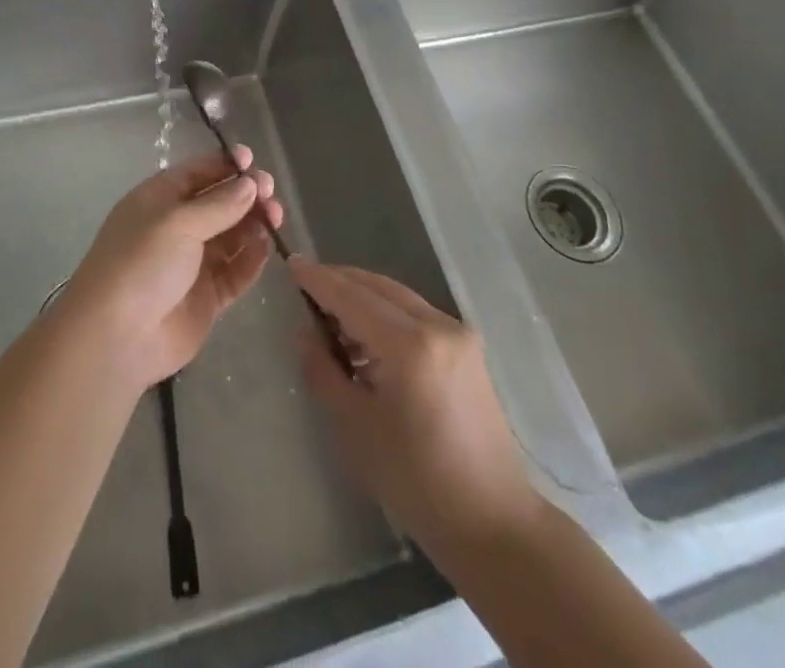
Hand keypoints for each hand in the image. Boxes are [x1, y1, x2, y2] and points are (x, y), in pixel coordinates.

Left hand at [64, 147, 283, 389]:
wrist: (117, 337)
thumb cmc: (141, 263)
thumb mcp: (178, 223)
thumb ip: (219, 204)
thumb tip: (250, 184)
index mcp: (160, 200)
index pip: (197, 173)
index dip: (225, 165)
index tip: (252, 161)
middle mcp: (177, 227)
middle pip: (219, 203)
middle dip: (245, 194)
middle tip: (270, 193)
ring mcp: (192, 263)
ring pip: (231, 236)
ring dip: (253, 223)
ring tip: (275, 217)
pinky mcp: (207, 296)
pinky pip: (235, 271)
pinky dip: (252, 258)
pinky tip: (267, 246)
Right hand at [291, 258, 540, 554]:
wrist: (493, 522)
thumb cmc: (416, 481)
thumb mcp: (356, 427)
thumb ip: (323, 372)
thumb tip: (304, 332)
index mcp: (409, 345)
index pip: (352, 297)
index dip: (319, 279)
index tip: (291, 262)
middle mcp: (437, 325)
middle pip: (378, 287)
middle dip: (340, 282)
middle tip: (305, 285)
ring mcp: (458, 334)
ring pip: (398, 297)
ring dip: (363, 297)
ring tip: (330, 315)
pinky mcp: (468, 348)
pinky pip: (416, 314)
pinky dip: (387, 314)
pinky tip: (367, 336)